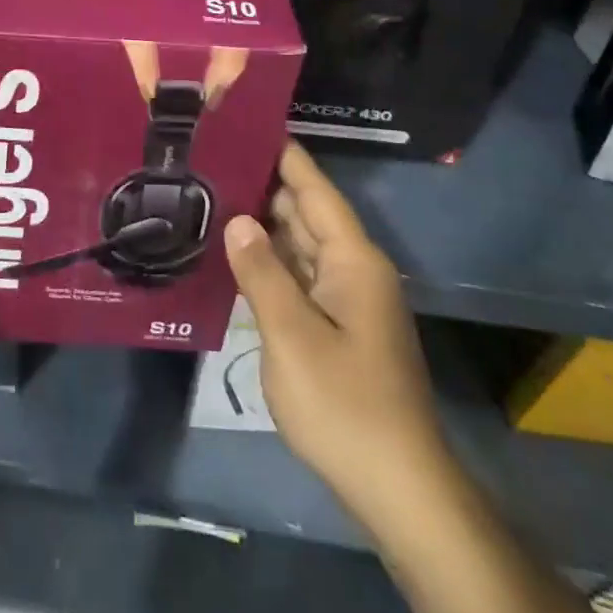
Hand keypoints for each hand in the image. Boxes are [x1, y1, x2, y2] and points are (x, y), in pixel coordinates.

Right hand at [224, 141, 444, 516]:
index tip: (248, 122)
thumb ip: (262, 272)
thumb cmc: (345, 405)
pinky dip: (271, 262)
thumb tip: (238, 219)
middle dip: (264, 185)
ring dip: (264, 224)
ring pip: (301, 246)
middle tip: (213, 158)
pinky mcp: (338, 328)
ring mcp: (347, 301)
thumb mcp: (292, 336)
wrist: (398, 489)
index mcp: (352, 260)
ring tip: (215, 195)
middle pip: (306, 213)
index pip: (314, 190)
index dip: (284, 155)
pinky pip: (300, 278)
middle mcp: (353, 270)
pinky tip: (237, 256)